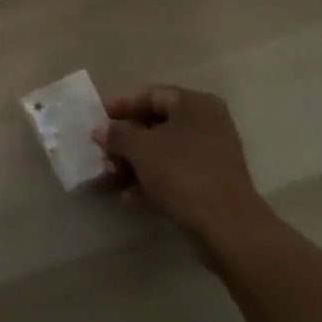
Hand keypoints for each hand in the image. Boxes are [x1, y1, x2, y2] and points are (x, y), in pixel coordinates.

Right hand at [95, 85, 277, 251]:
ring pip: (162, 152)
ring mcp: (210, 155)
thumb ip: (117, 134)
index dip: (119, 105)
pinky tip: (128, 197)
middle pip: (155, 124)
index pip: (149, 94)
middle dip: (124, 140)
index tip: (94, 119)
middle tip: (100, 153)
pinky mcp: (210, 184)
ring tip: (109, 178)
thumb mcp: (141, 148)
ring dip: (133, 164)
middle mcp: (206, 123)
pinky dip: (150, 182)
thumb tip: (100, 129)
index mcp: (194, 104)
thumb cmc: (182, 172)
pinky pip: (173, 174)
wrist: (227, 226)